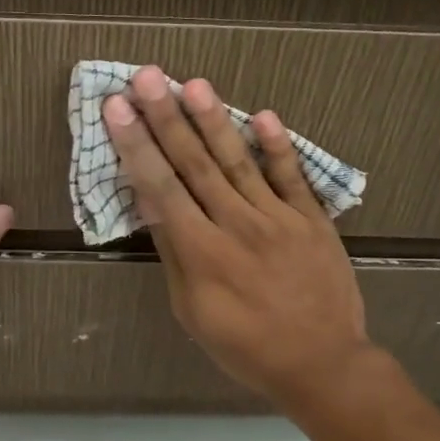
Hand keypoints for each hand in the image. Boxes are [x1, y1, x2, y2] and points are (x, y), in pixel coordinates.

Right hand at [102, 67, 378, 411]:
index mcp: (202, 250)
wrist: (321, 363)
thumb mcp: (193, 311)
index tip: (117, 107)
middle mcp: (237, 224)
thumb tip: (151, 203)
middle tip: (147, 77)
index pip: (161, 187)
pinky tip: (264, 116)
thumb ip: (174, 253)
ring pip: (240, 161)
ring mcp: (278, 218)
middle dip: (167, 118)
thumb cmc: (245, 346)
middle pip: (196, 163)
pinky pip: (293, 178)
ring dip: (214, 121)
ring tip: (194, 84)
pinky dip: (279, 147)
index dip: (137, 145)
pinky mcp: (312, 219)